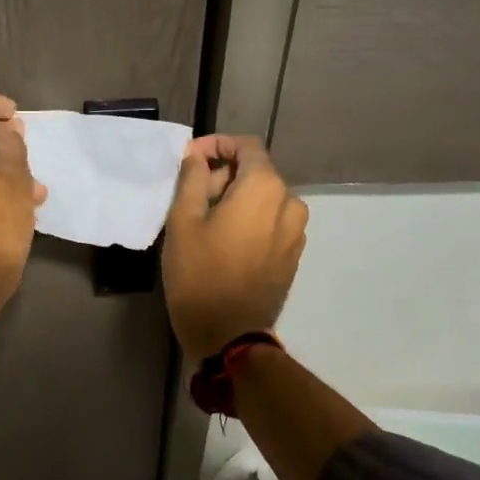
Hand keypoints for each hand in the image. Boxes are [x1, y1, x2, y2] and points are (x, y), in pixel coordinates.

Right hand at [162, 134, 307, 364]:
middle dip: (223, 175)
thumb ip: (191, 178)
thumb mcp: (183, 220)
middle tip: (191, 196)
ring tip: (206, 221)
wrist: (228, 334)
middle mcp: (290, 202)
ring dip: (236, 199)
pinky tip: (225, 240)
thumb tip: (197, 155)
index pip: (246, 146)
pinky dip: (250, 220)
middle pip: (256, 172)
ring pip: (264, 198)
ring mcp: (296, 231)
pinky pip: (271, 222)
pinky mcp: (293, 255)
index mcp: (265, 188)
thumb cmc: (199, 273)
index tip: (191, 160)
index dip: (217, 145)